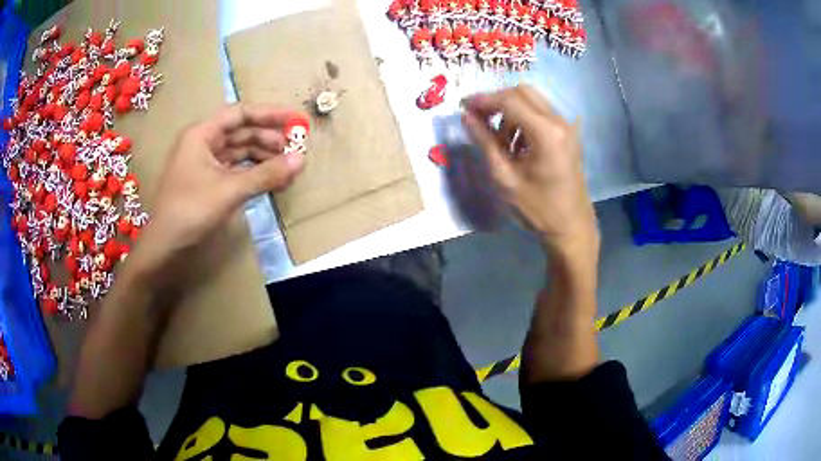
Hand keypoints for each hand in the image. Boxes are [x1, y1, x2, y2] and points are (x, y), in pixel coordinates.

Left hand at [130, 104, 305, 278]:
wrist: (164, 247)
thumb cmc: (190, 210)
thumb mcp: (229, 190)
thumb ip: (265, 174)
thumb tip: (301, 160)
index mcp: (202, 133)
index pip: (241, 114)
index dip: (270, 115)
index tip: (296, 121)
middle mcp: (203, 142)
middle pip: (242, 132)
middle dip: (269, 140)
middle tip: (296, 150)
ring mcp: (204, 163)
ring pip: (240, 152)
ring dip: (263, 158)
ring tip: (288, 168)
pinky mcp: (208, 182)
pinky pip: (235, 169)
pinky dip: (253, 173)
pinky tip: (271, 180)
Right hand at [462, 85, 597, 254]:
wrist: (572, 227)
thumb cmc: (538, 209)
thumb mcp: (505, 178)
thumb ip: (484, 142)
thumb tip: (466, 116)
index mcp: (546, 133)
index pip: (509, 100)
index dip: (483, 100)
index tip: (462, 106)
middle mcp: (559, 121)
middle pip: (522, 91)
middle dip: (497, 101)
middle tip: (478, 119)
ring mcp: (567, 126)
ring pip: (532, 100)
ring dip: (510, 110)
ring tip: (498, 139)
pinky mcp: (568, 133)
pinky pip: (541, 113)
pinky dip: (523, 119)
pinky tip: (516, 144)